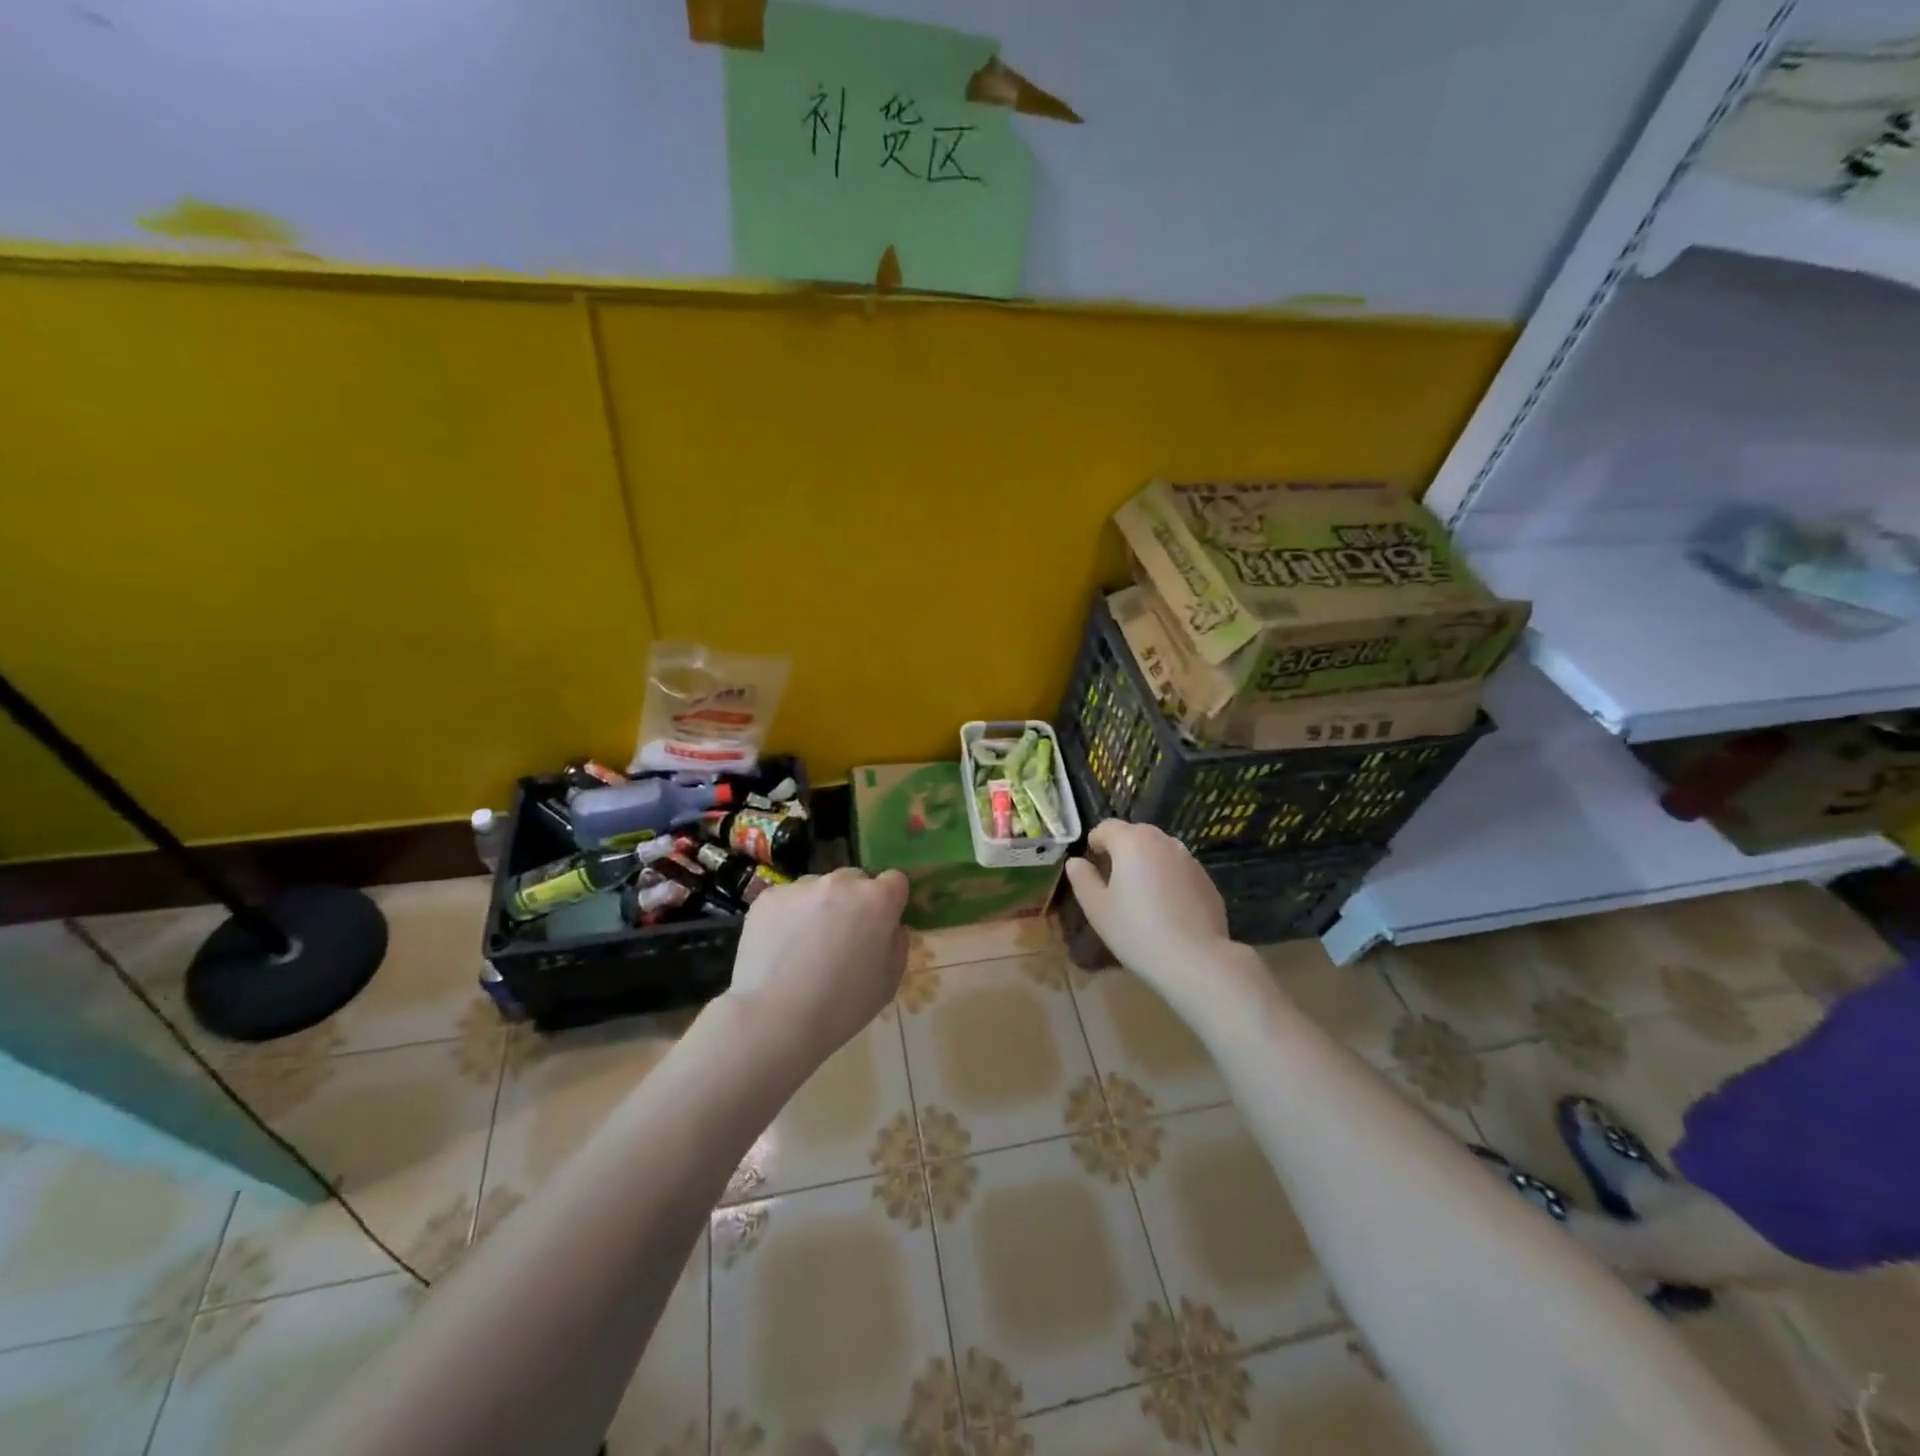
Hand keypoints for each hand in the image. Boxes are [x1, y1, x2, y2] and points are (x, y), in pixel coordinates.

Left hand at [724, 867, 909, 1059]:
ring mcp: (801, 887)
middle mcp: (841, 883)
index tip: (881, 925)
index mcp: (877, 899)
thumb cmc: (842, 1005)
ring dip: (820, 906)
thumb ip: (897, 944)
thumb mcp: (889, 982)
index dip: (890, 902)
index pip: (895, 880)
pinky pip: (787, 900)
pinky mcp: (768, 897)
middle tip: (842, 938)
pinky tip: (779, 948)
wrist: (776, 1018)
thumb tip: (891, 927)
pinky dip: (787, 916)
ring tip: (805, 946)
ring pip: (818, 888)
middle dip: (854, 902)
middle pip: (855, 881)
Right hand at [1063, 821, 1231, 988]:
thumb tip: (1076, 862)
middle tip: (1113, 881)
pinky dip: (1169, 879)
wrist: (1195, 960)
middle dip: (1121, 850)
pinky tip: (1167, 910)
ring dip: (1147, 863)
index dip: (1095, 842)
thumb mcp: (1097, 908)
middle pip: (1135, 834)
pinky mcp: (1207, 880)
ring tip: (1141, 895)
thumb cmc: (1136, 931)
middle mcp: (1163, 841)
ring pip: (1160, 851)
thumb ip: (1082, 879)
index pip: (1106, 827)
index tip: (1092, 865)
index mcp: (1132, 842)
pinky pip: (1179, 870)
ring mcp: (1190, 860)